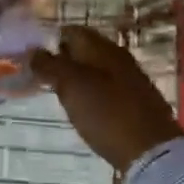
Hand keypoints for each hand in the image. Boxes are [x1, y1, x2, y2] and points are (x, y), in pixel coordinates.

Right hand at [30, 25, 182, 172]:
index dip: (50, 41)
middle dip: (62, 60)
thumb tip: (33, 50)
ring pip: (96, 70)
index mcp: (102, 48)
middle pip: (84, 51)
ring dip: (77, 79)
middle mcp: (119, 58)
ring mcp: (131, 80)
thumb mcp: (71, 86)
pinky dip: (92, 94)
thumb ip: (49, 65)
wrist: (151, 152)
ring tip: (59, 95)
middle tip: (41, 78)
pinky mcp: (137, 102)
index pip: (71, 31)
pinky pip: (107, 89)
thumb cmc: (106, 113)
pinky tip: (84, 110)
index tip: (32, 59)